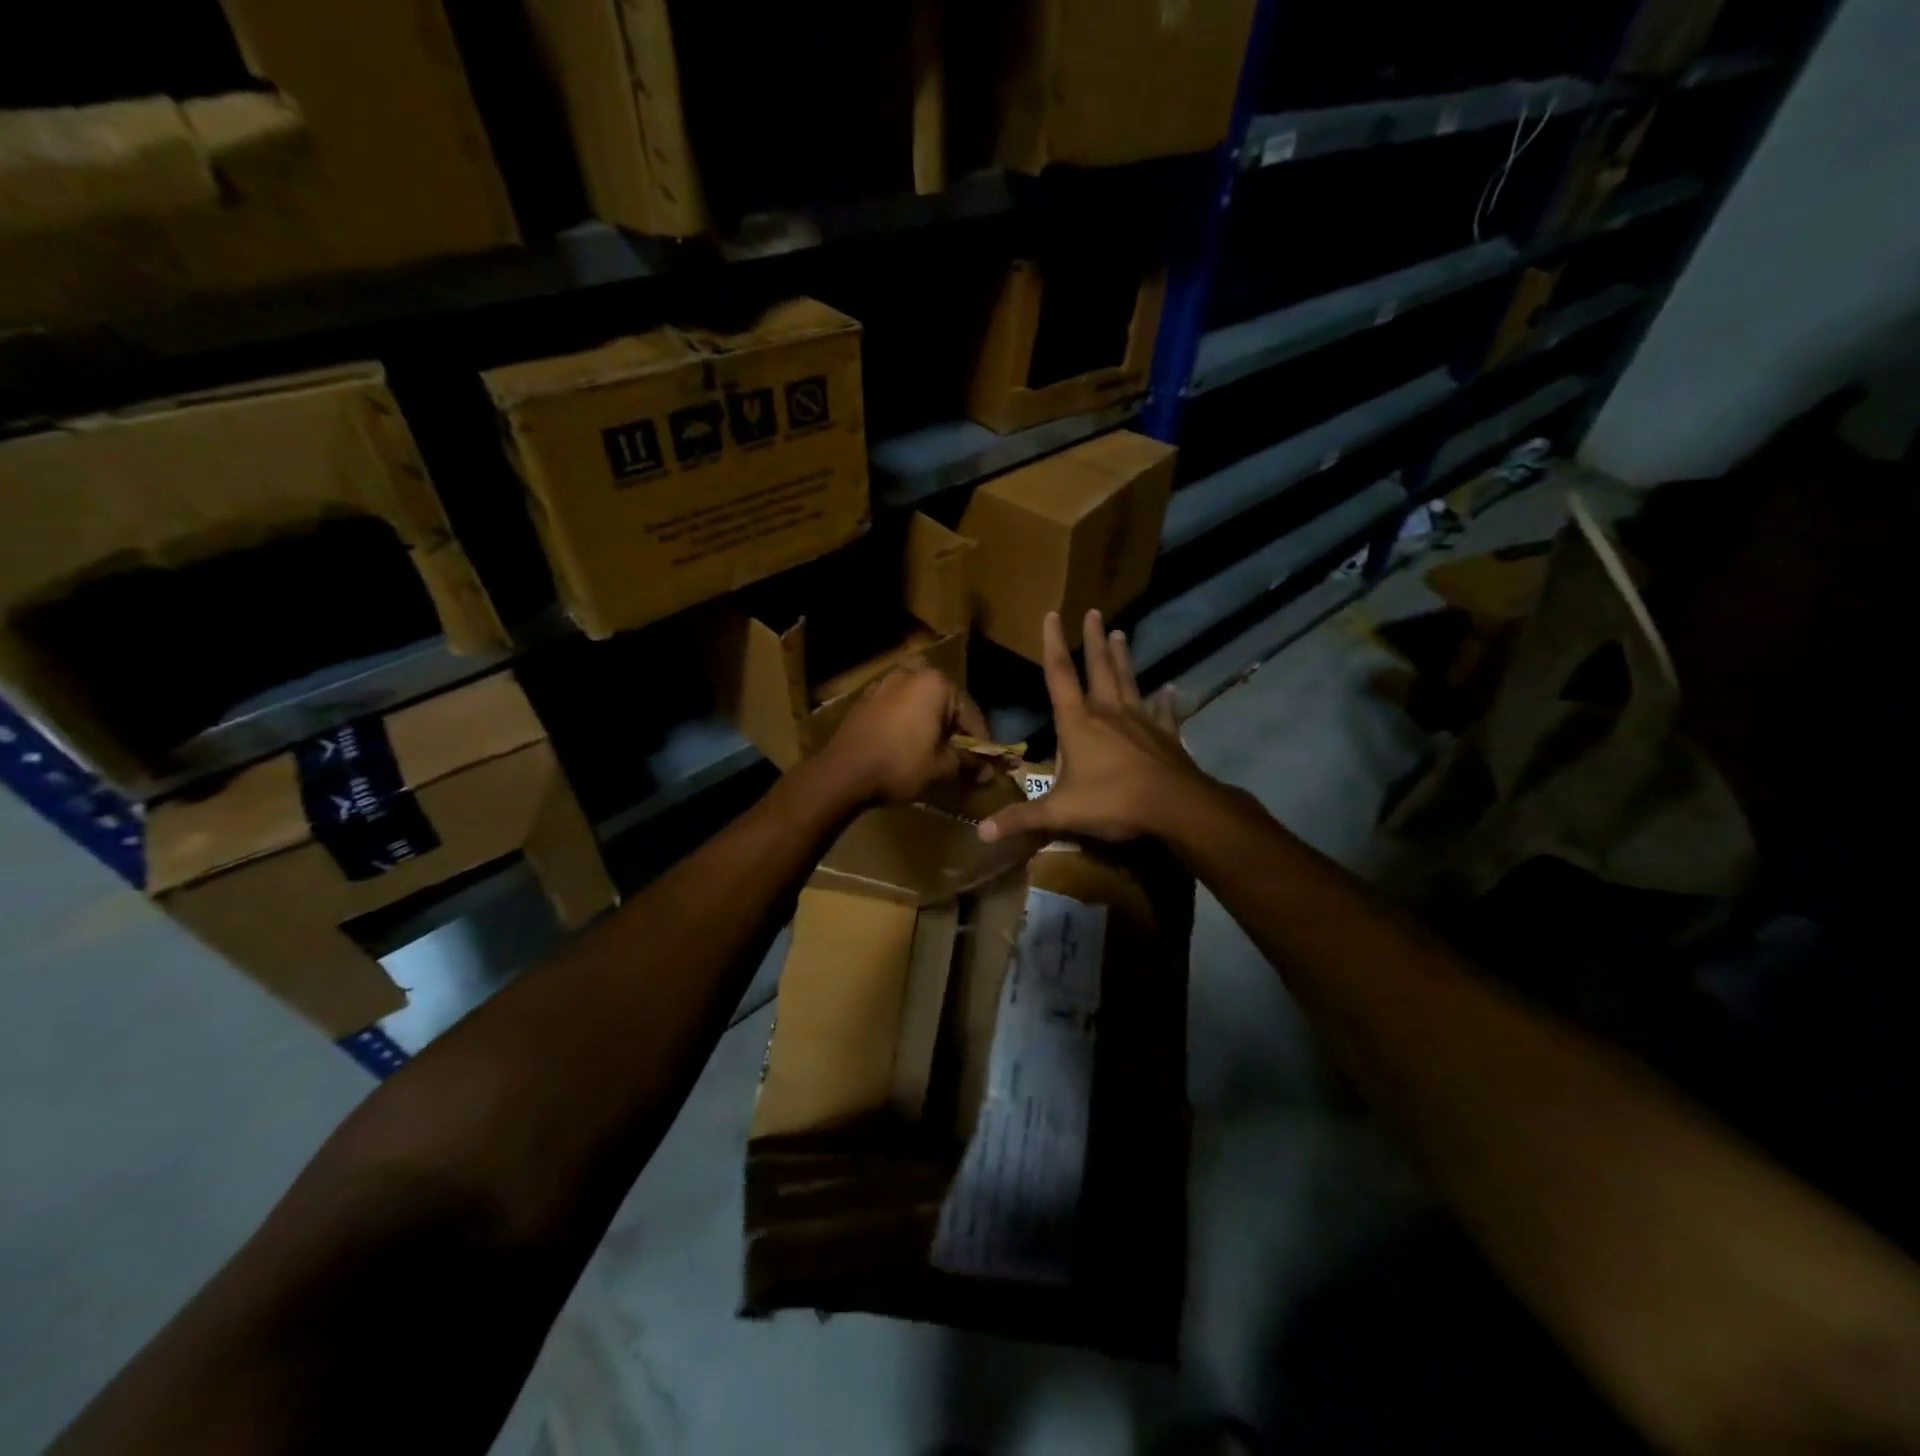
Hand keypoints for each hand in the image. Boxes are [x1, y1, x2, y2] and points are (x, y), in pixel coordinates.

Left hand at [818, 662, 991, 806]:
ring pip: (921, 707)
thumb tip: (988, 772)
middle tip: (963, 760)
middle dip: (955, 732)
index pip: (971, 715)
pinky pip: (899, 710)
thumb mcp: (942, 767)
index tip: (987, 765)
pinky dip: (909, 725)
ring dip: (931, 728)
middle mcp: (911, 674)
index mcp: (936, 683)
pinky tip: (910, 748)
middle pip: (945, 706)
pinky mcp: (866, 699)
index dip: (981, 743)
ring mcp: (885, 683)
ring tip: (937, 755)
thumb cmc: (900, 764)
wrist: (843, 772)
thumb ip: (968, 764)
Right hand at [978, 610, 1207, 844]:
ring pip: (1129, 680)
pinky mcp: (1166, 735)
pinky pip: (1165, 712)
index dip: (1052, 644)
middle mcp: (1108, 712)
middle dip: (1092, 640)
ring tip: (1120, 632)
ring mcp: (1141, 720)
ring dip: (1122, 657)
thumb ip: (1022, 819)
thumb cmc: (1112, 802)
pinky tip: (1170, 689)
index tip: (1052, 614)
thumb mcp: (1060, 813)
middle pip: (1098, 668)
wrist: (1174, 807)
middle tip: (1093, 612)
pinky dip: (1166, 700)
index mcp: (1078, 722)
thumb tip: (982, 832)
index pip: (1059, 675)